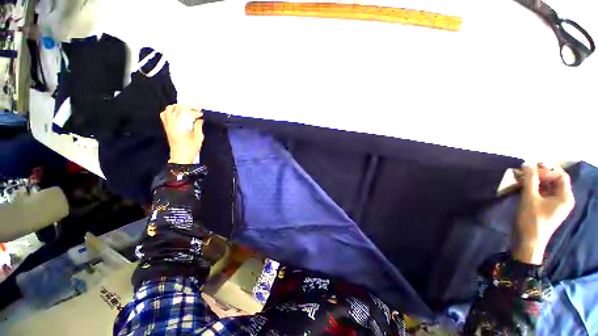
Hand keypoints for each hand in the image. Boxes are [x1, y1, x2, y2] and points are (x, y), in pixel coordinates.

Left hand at [159, 105, 203, 164]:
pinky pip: (164, 115)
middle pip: (176, 108)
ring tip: (186, 109)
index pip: (185, 111)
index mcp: (179, 125)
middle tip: (195, 109)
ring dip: (177, 107)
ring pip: (168, 110)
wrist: (181, 157)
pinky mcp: (167, 128)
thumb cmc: (190, 148)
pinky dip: (170, 112)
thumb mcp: (198, 137)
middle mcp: (171, 123)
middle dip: (187, 107)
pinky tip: (177, 114)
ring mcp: (168, 125)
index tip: (200, 112)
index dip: (194, 110)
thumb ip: (198, 126)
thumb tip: (200, 119)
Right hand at [512, 165, 574, 264]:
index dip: (546, 171)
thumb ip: (530, 180)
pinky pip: (540, 193)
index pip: (559, 175)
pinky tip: (519, 187)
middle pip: (553, 180)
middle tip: (521, 172)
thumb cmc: (531, 220)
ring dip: (532, 181)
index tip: (529, 173)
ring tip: (517, 178)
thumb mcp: (529, 198)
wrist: (527, 241)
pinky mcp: (545, 208)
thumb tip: (527, 164)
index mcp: (565, 196)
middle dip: (537, 175)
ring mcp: (554, 204)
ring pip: (545, 186)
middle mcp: (562, 198)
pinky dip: (531, 188)